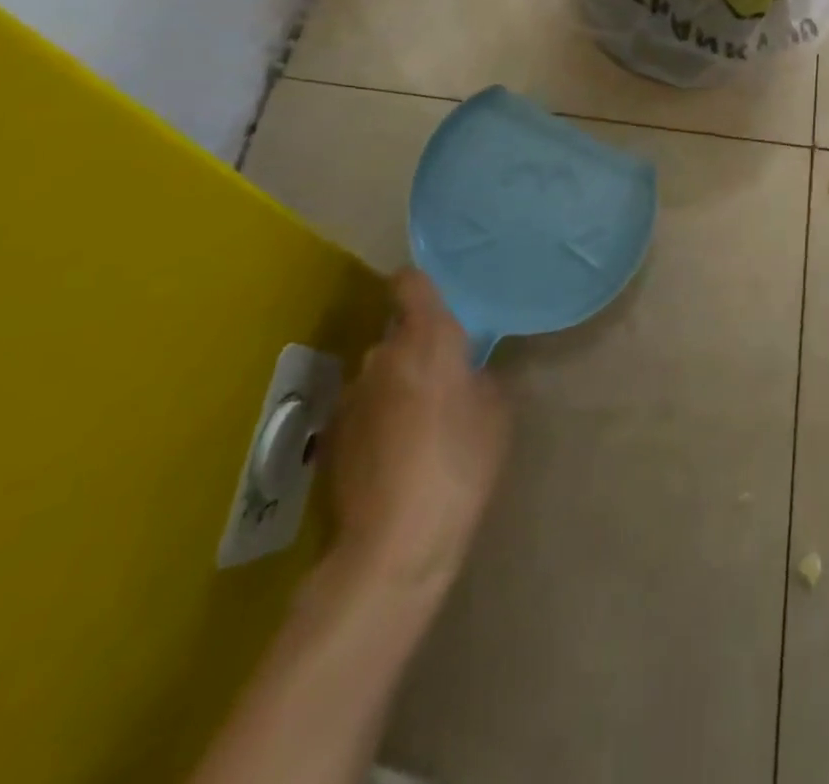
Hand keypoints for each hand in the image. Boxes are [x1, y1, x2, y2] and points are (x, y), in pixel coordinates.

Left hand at [325, 270, 507, 601]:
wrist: (394, 544)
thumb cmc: (460, 463)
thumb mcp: (496, 412)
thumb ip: (480, 377)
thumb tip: (466, 374)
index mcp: (427, 339)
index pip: (411, 283)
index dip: (422, 285)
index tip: (439, 301)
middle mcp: (381, 356)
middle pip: (398, 335)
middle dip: (419, 349)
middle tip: (446, 380)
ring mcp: (351, 397)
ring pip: (381, 375)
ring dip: (399, 386)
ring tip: (421, 426)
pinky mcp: (332, 437)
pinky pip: (365, 410)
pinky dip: (380, 421)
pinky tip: (396, 457)